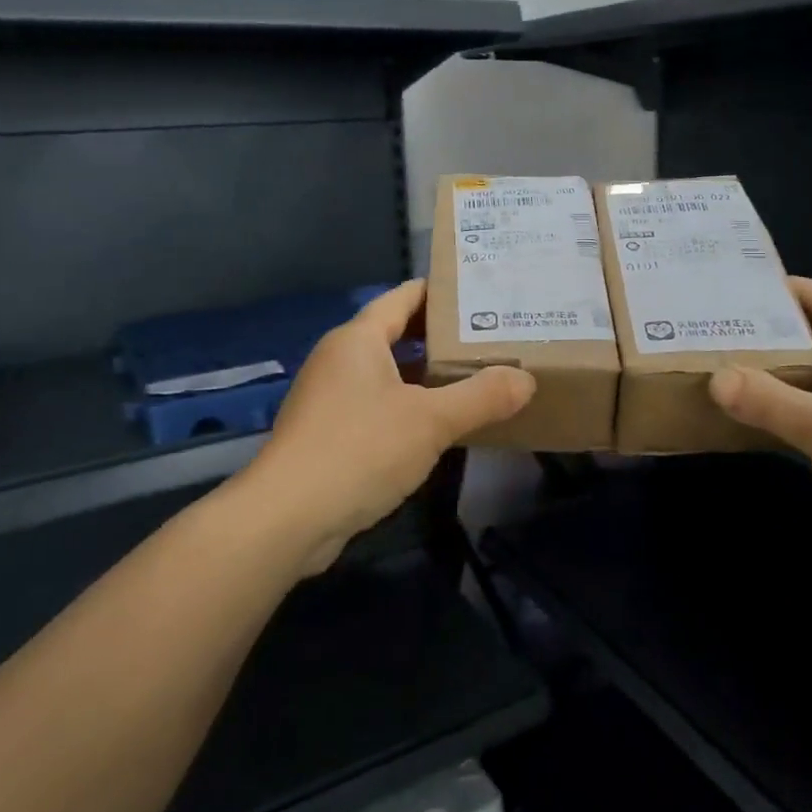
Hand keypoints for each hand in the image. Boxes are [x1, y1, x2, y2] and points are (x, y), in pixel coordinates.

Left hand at [248, 280, 534, 573]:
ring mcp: (330, 397)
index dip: (442, 292)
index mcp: (358, 339)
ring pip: (388, 373)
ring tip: (476, 377)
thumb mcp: (430, 421)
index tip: (483, 294)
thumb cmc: (359, 450)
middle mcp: (340, 359)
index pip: (404, 296)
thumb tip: (525, 380)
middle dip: (442, 336)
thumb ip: (481, 397)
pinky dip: (409, 406)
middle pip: (397, 333)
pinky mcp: (328, 433)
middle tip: (492, 337)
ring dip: (426, 375)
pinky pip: (377, 405)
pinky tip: (440, 424)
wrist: (286, 519)